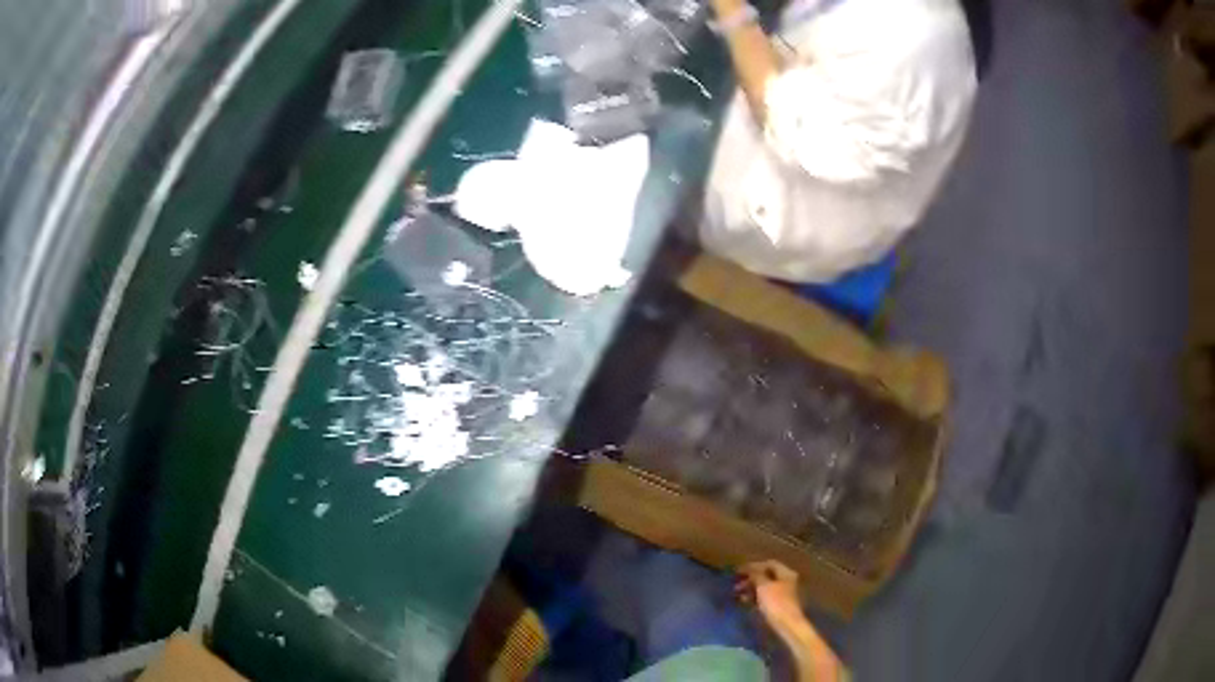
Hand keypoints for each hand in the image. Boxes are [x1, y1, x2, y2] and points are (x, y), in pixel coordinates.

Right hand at [734, 560, 807, 634]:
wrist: (787, 624)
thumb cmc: (776, 603)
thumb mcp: (764, 586)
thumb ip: (756, 575)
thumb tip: (750, 569)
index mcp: (786, 573)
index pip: (769, 564)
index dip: (753, 566)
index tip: (739, 570)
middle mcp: (786, 581)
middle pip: (767, 575)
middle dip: (751, 578)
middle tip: (736, 582)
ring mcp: (783, 593)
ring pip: (764, 587)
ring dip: (750, 588)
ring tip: (736, 592)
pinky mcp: (778, 605)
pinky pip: (765, 597)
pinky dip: (754, 597)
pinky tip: (744, 601)